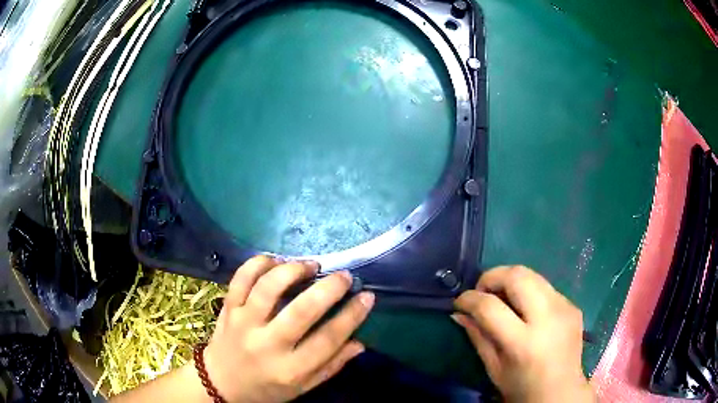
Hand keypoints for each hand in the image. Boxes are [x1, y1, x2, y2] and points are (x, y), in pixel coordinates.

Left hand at [204, 256, 374, 402]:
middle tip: (343, 275)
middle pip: (301, 310)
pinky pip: (241, 278)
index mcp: (290, 369)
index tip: (367, 296)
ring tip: (310, 266)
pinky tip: (275, 261)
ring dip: (293, 270)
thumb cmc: (266, 388)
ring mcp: (244, 323)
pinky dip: (258, 263)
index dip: (352, 315)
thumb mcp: (302, 388)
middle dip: (328, 288)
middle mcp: (267, 344)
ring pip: (269, 287)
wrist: (221, 383)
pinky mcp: (228, 309)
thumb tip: (359, 343)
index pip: (328, 339)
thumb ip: (331, 366)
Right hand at [453, 265, 595, 402]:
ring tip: (501, 297)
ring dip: (510, 280)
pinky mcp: (573, 306)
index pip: (491, 307)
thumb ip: (477, 337)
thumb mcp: (494, 368)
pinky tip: (525, 310)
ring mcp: (565, 308)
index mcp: (523, 343)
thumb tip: (459, 313)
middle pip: (517, 276)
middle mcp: (548, 319)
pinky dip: (528, 292)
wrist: (561, 393)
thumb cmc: (522, 388)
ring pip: (533, 275)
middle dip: (492, 276)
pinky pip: (545, 288)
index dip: (469, 299)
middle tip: (482, 291)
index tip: (459, 302)